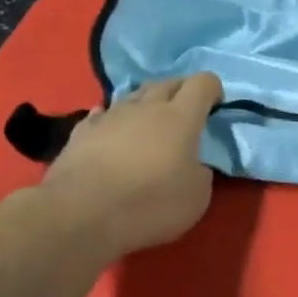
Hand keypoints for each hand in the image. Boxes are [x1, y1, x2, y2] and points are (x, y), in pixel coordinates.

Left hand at [43, 73, 222, 252]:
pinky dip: (113, 120)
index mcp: (181, 117)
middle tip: (186, 113)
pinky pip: (103, 115)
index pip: (202, 83)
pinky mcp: (81, 132)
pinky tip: (112, 131)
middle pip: (167, 83)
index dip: (213, 89)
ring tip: (149, 123)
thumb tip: (192, 164)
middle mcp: (146, 107)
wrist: (81, 214)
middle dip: (181, 92)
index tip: (216, 107)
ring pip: (134, 96)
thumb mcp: (197, 196)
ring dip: (146, 104)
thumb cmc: (150, 203)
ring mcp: (110, 116)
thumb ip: (200, 172)